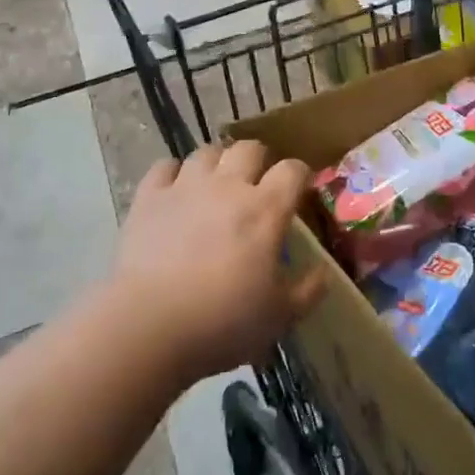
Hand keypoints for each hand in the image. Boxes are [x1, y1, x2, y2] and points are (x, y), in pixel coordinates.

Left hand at [111, 140, 325, 384]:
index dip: (299, 175)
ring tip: (215, 185)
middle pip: (249, 148)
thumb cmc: (223, 322)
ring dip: (216, 163)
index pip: (292, 170)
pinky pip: (164, 166)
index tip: (299, 190)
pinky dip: (172, 174)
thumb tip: (324, 273)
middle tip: (255, 184)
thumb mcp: (279, 317)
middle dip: (258, 160)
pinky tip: (174, 191)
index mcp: (266, 209)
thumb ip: (307, 291)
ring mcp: (186, 186)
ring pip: (207, 152)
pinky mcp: (150, 196)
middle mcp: (228, 186)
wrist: (150, 325)